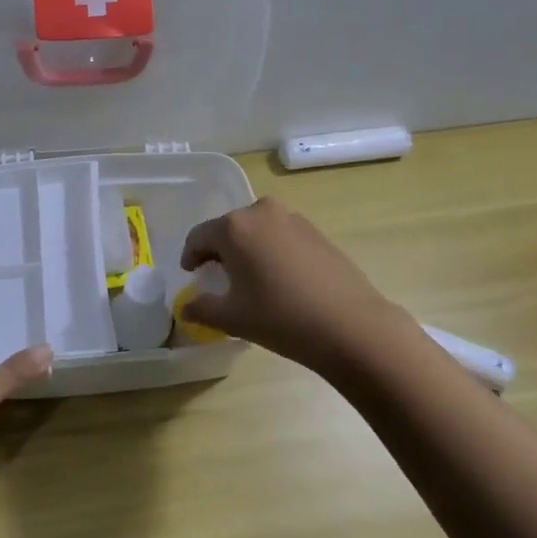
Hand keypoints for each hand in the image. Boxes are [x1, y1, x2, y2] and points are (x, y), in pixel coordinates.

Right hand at [180, 197, 413, 371]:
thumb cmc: (281, 318)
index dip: (191, 256)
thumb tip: (186, 308)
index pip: (199, 236)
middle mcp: (262, 212)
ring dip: (248, 249)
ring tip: (251, 278)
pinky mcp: (317, 232)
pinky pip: (282, 236)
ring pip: (258, 230)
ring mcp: (293, 219)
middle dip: (220, 250)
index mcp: (235, 227)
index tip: (192, 275)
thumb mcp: (233, 318)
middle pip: (229, 228)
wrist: (350, 325)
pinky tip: (281, 279)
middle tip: (220, 278)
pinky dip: (272, 251)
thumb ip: (202, 308)